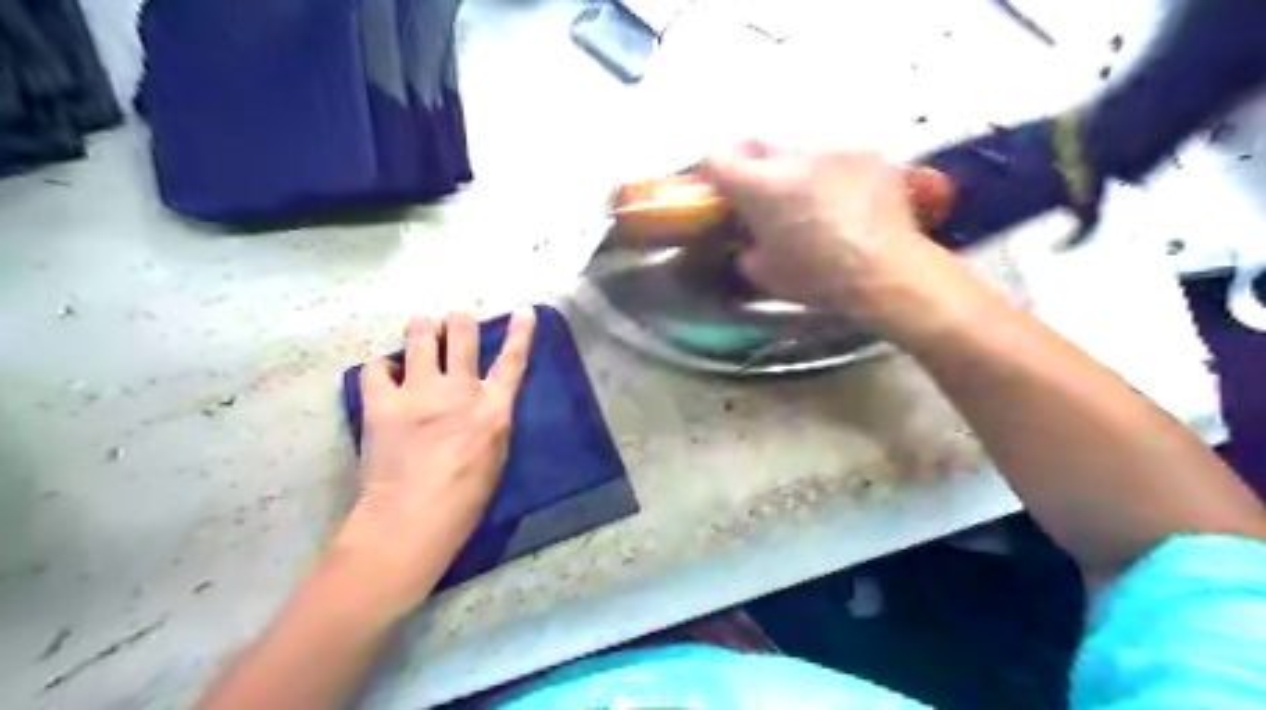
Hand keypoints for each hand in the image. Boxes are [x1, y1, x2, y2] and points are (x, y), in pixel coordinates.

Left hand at [330, 309, 533, 613]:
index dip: (521, 332)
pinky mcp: (382, 403)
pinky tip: (386, 373)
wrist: (411, 520)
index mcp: (493, 409)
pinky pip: (377, 367)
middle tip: (455, 319)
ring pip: (421, 336)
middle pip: (462, 333)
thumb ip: (491, 420)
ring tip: (422, 329)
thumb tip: (483, 401)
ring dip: (423, 328)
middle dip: (459, 320)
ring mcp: (418, 392)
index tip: (524, 310)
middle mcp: (458, 390)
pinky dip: (383, 366)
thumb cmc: (465, 499)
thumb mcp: (496, 456)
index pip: (513, 361)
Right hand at [697, 143, 982, 344]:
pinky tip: (841, 199)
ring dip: (791, 170)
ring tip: (807, 200)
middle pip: (756, 146)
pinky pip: (833, 155)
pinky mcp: (867, 151)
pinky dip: (828, 172)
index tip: (717, 191)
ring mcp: (834, 148)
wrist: (890, 272)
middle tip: (760, 197)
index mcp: (762, 187)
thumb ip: (746, 248)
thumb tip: (748, 241)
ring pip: (797, 149)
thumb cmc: (820, 279)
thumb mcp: (767, 275)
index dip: (710, 174)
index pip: (716, 157)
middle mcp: (794, 156)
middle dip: (751, 169)